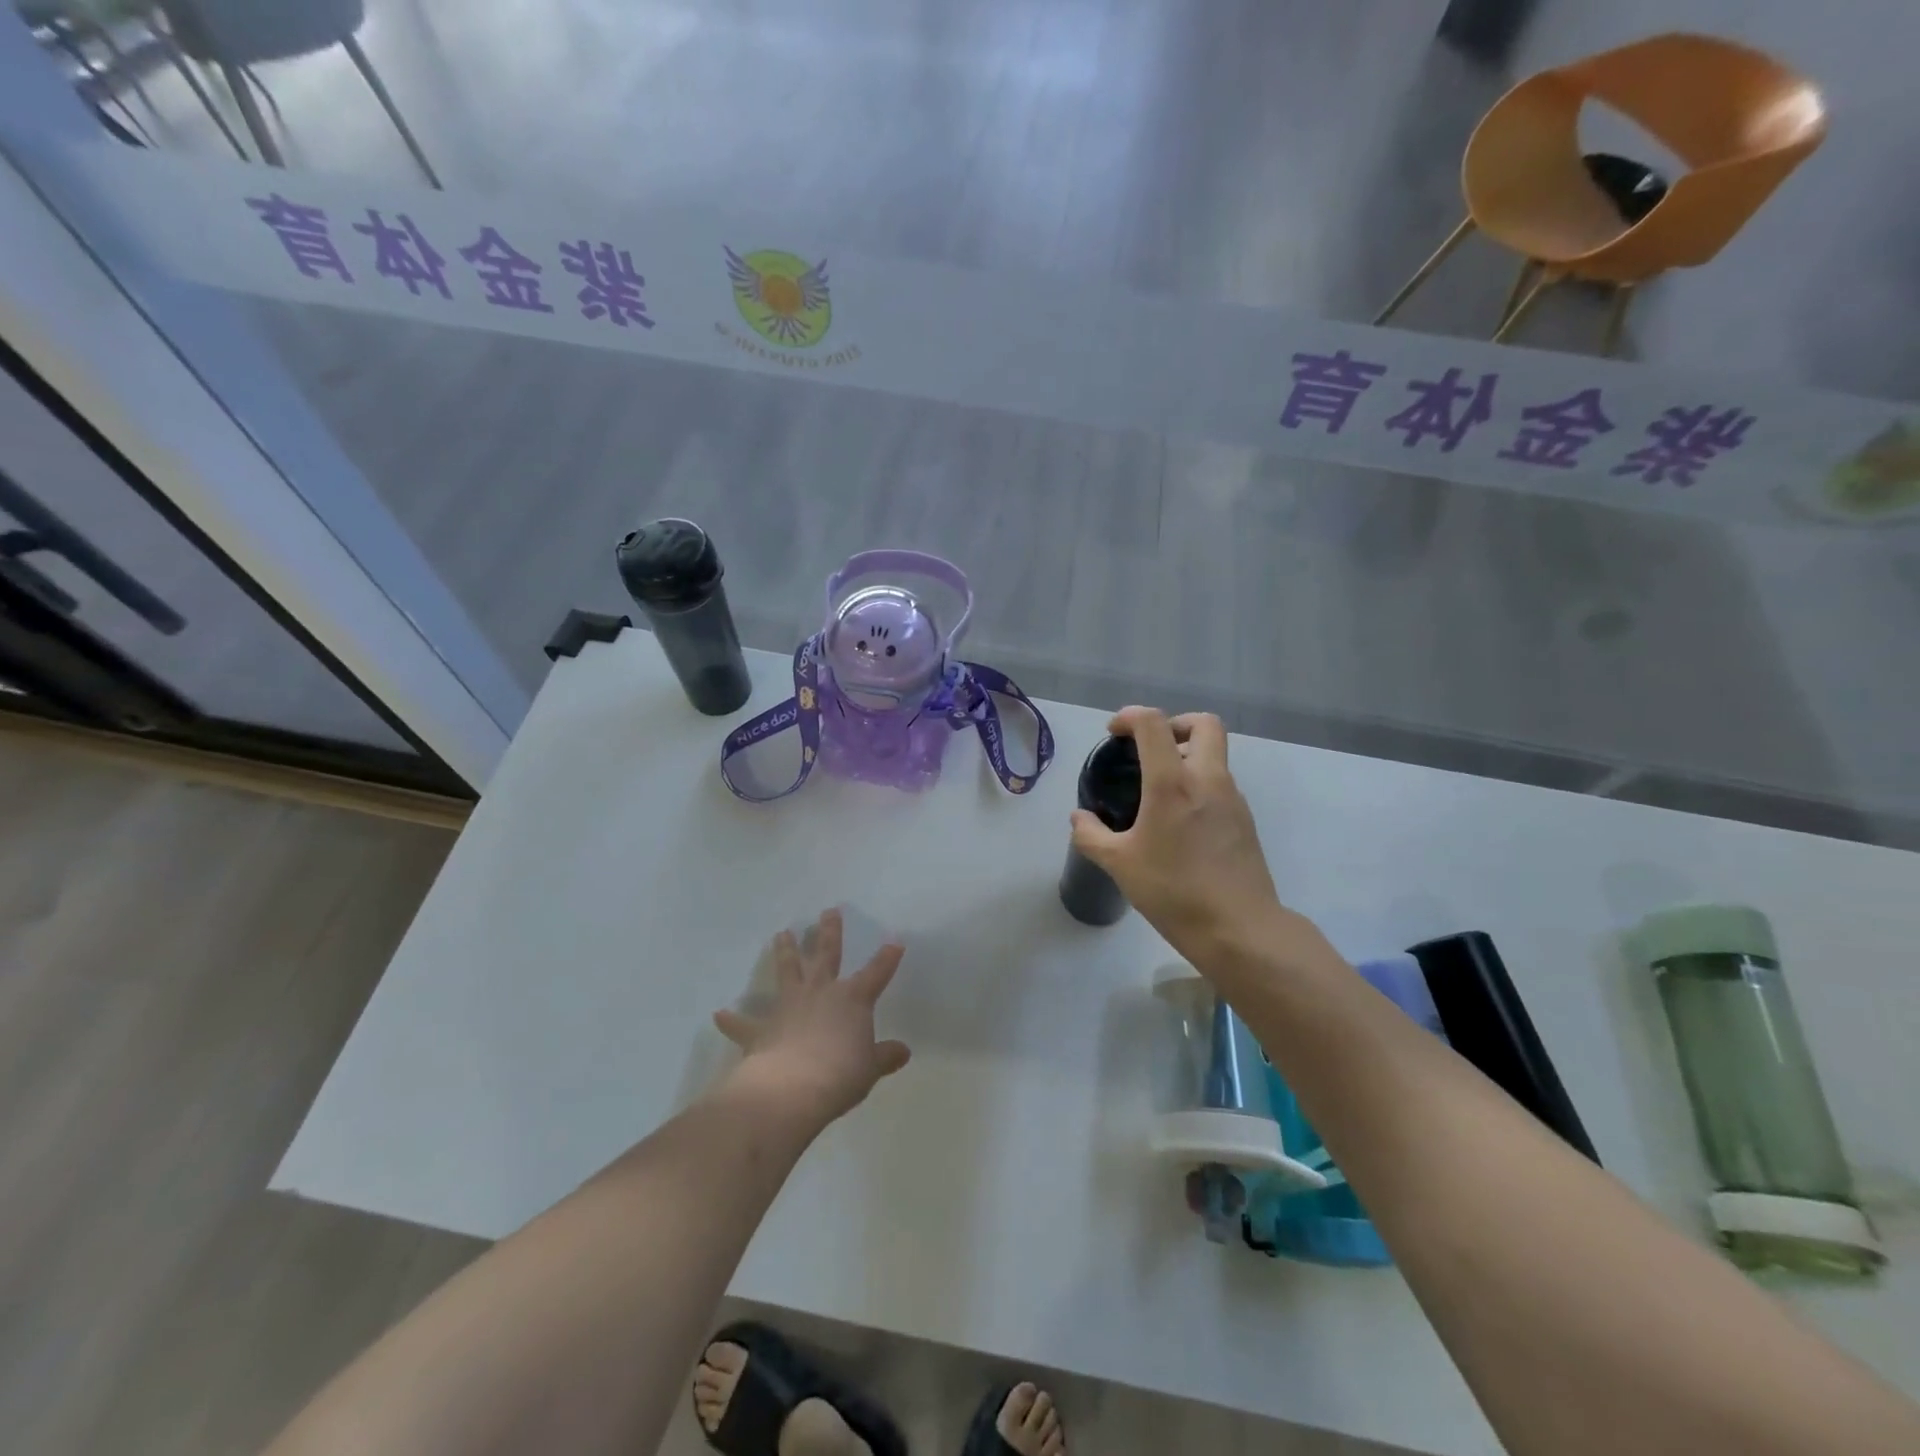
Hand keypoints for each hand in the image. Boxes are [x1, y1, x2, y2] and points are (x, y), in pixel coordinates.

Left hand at [714, 908, 911, 1129]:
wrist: (792, 1088)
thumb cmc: (840, 1075)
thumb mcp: (870, 1069)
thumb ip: (884, 1057)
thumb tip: (903, 1052)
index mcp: (852, 999)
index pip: (876, 972)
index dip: (887, 958)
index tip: (895, 942)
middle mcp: (821, 993)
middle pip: (826, 955)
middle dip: (829, 932)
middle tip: (828, 911)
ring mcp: (789, 1006)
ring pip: (788, 971)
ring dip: (785, 952)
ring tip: (781, 933)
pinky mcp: (761, 1030)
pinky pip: (744, 1023)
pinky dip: (732, 1020)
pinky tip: (719, 1014)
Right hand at [1070, 708, 1285, 963]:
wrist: (1239, 929)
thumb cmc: (1174, 891)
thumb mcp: (1119, 865)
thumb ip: (1091, 835)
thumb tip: (1079, 818)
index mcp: (1173, 783)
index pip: (1154, 724)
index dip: (1130, 717)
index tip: (1114, 733)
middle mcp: (1208, 780)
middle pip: (1203, 724)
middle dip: (1174, 724)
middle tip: (1149, 748)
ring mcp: (1233, 799)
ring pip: (1215, 755)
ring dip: (1187, 756)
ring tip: (1158, 790)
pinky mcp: (1245, 820)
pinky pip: (1221, 784)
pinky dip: (1199, 784)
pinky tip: (1179, 821)